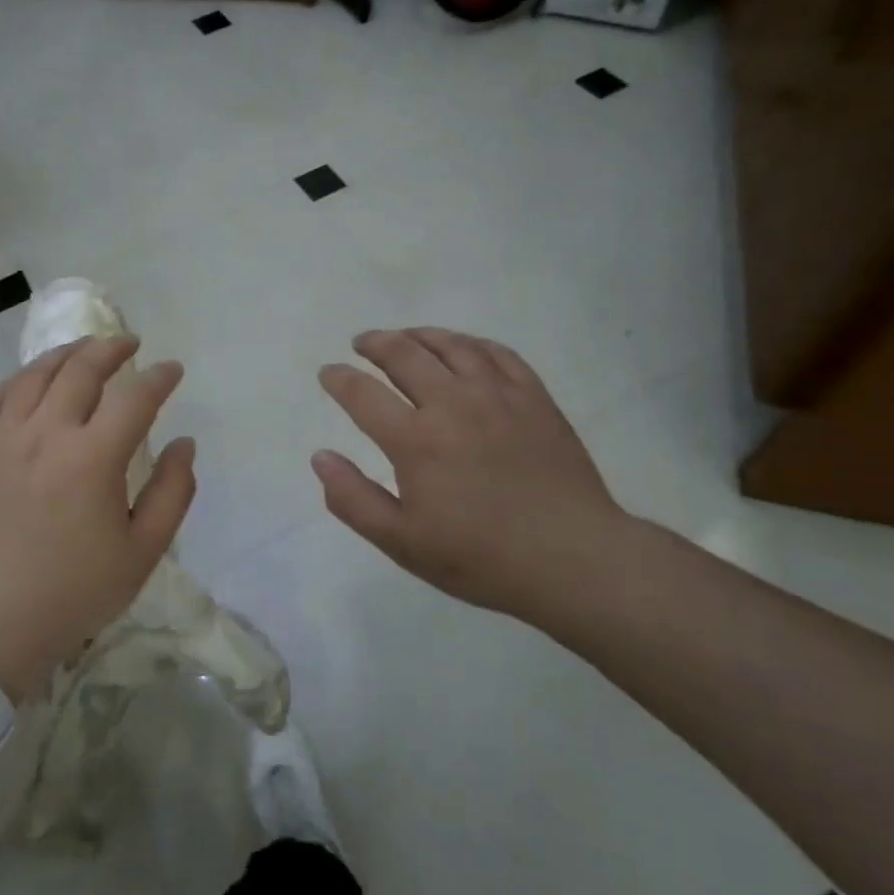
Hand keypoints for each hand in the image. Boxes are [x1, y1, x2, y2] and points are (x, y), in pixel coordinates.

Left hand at [0, 336, 193, 700]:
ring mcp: (3, 440)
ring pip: (35, 375)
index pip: (134, 398)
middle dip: (111, 349)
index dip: (159, 378)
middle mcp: (46, 434)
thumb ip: (173, 492)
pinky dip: (18, 379)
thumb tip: (184, 444)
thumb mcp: (143, 552)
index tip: (173, 370)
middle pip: (81, 370)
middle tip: (130, 344)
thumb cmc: (75, 591)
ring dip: (65, 353)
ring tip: (85, 348)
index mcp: (92, 458)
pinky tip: (31, 379)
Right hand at [313, 328, 631, 623]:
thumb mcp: (402, 543)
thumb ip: (353, 499)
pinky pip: (497, 353)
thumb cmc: (480, 557)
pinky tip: (463, 347)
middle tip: (362, 343)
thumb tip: (320, 457)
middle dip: (376, 344)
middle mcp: (453, 403)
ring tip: (405, 336)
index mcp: (416, 440)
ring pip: (451, 346)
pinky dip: (471, 343)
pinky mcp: (534, 397)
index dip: (339, 379)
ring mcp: (498, 395)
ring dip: (420, 335)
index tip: (328, 373)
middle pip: (405, 355)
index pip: (363, 394)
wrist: (573, 559)